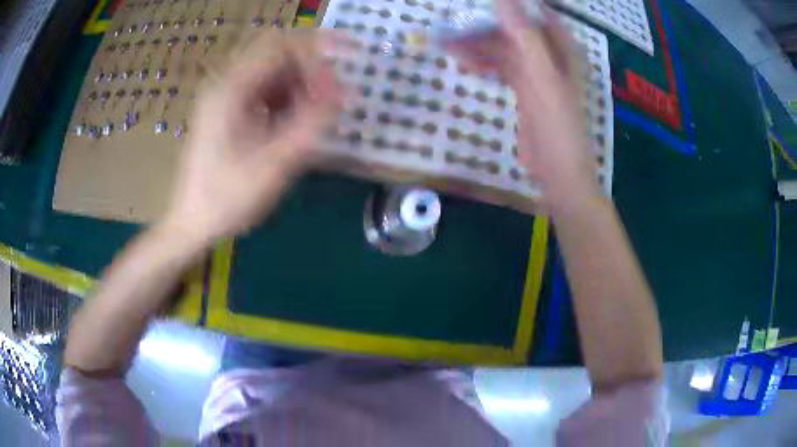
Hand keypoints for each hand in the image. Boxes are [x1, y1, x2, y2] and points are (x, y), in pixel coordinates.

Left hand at [162, 32, 343, 243]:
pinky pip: (262, 92)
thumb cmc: (227, 197)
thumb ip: (311, 123)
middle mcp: (226, 85)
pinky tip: (294, 123)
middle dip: (309, 68)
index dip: (317, 48)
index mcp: (231, 89)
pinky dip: (285, 99)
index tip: (345, 64)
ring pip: (271, 73)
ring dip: (299, 85)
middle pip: (276, 55)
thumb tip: (343, 91)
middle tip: (332, 94)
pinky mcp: (227, 112)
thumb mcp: (274, 162)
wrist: (191, 223)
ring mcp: (224, 98)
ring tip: (316, 113)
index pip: (280, 46)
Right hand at [445, 0, 598, 209]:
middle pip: (515, 30)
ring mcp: (537, 72)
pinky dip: (485, 64)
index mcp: (563, 48)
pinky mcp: (524, 89)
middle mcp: (551, 55)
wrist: (559, 172)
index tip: (480, 3)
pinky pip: (501, 67)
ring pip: (504, 48)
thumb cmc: (558, 125)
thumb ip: (524, 36)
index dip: (511, 6)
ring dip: (479, 46)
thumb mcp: (542, 77)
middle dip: (485, 27)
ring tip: (449, 47)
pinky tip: (465, 64)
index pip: (536, 13)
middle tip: (453, 26)